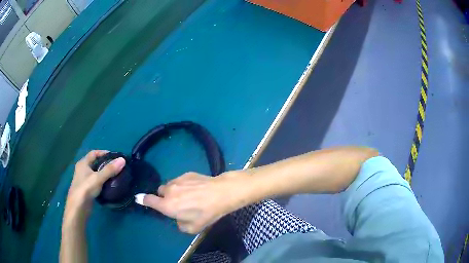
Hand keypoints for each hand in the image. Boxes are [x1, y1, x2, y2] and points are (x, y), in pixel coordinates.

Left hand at [64, 150, 125, 223]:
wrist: (78, 207)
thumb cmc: (86, 188)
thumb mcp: (98, 178)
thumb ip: (110, 169)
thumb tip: (123, 160)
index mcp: (83, 163)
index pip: (94, 153)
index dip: (103, 153)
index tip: (114, 156)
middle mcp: (82, 170)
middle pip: (95, 163)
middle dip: (105, 164)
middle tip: (116, 167)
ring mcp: (84, 180)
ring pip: (95, 174)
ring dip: (104, 174)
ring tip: (115, 176)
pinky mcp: (87, 189)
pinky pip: (95, 182)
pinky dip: (102, 182)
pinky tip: (109, 186)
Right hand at [135, 172, 245, 233]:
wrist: (221, 193)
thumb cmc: (206, 213)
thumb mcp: (193, 228)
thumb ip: (180, 225)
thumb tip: (178, 219)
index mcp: (167, 205)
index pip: (149, 201)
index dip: (143, 200)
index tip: (139, 198)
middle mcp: (169, 191)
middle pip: (160, 192)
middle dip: (164, 197)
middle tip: (176, 203)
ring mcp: (177, 180)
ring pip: (170, 185)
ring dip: (174, 191)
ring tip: (188, 196)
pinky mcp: (187, 174)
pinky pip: (180, 180)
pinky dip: (183, 185)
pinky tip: (196, 189)